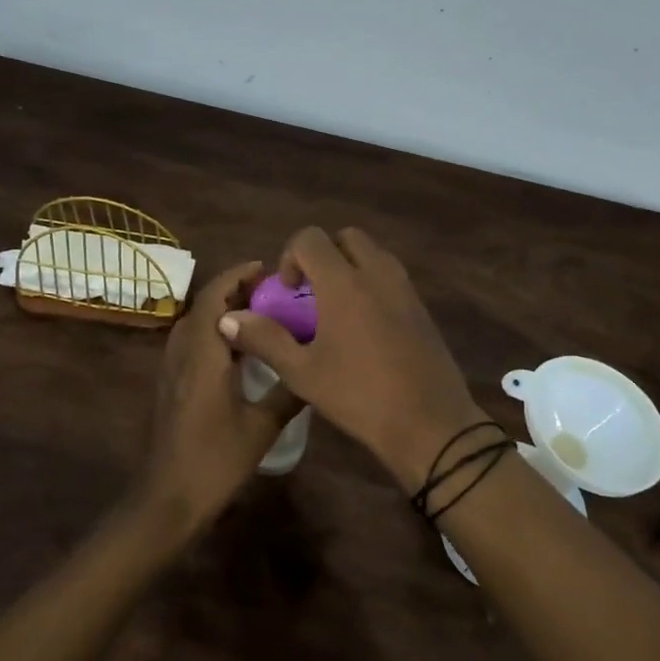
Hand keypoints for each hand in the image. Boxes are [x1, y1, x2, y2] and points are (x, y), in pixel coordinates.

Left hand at [139, 260, 300, 531]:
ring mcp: (172, 369)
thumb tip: (315, 368)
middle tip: (269, 288)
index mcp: (203, 356)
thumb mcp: (261, 428)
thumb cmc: (215, 461)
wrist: (167, 498)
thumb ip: (288, 393)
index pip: (214, 300)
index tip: (264, 267)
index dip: (236, 277)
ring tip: (258, 309)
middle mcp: (183, 354)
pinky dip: (213, 330)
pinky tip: (238, 347)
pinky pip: (191, 341)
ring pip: (195, 323)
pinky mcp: (171, 385)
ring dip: (221, 308)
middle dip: (232, 289)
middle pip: (203, 306)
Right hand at [218, 227, 483, 489]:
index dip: (291, 257)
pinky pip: (390, 276)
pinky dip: (371, 283)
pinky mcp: (421, 307)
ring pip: (372, 254)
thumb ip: (265, 339)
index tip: (288, 293)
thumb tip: (229, 318)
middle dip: (323, 255)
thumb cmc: (359, 396)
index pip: (311, 238)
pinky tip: (363, 328)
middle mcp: (377, 273)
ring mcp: (404, 288)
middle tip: (311, 294)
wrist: (430, 423)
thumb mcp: (303, 373)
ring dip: (349, 267)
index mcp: (344, 282)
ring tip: (336, 309)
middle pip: (346, 237)